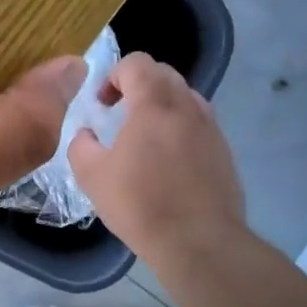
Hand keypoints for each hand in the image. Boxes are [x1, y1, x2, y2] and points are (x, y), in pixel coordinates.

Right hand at [69, 53, 247, 266]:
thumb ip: (81, 146)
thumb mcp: (92, 176)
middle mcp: (187, 107)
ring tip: (145, 136)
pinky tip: (169, 161)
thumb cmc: (141, 204)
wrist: (200, 243)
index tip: (103, 104)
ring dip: (161, 105)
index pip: (137, 63)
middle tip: (120, 113)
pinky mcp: (224, 151)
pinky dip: (180, 127)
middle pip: (163, 73)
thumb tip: (86, 135)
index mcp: (154, 104)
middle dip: (137, 85)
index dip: (114, 75)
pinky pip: (199, 123)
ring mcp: (211, 128)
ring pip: (185, 97)